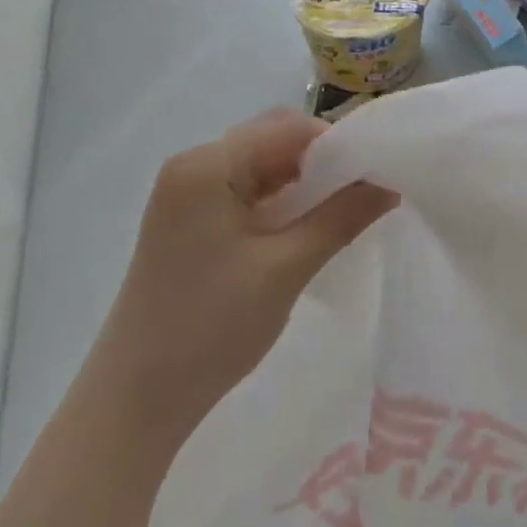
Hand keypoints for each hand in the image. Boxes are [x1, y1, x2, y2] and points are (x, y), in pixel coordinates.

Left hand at [113, 109, 398, 413]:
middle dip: (323, 162)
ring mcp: (186, 192)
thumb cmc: (210, 327)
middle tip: (365, 192)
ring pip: (261, 165)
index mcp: (207, 165)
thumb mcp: (286, 268)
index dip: (338, 144)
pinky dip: (280, 201)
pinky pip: (245, 190)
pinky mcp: (189, 219)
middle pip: (273, 141)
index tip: (376, 173)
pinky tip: (306, 226)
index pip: (288, 128)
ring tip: (344, 210)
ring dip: (303, 182)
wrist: (136, 398)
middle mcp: (192, 165)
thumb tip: (389, 183)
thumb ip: (342, 217)